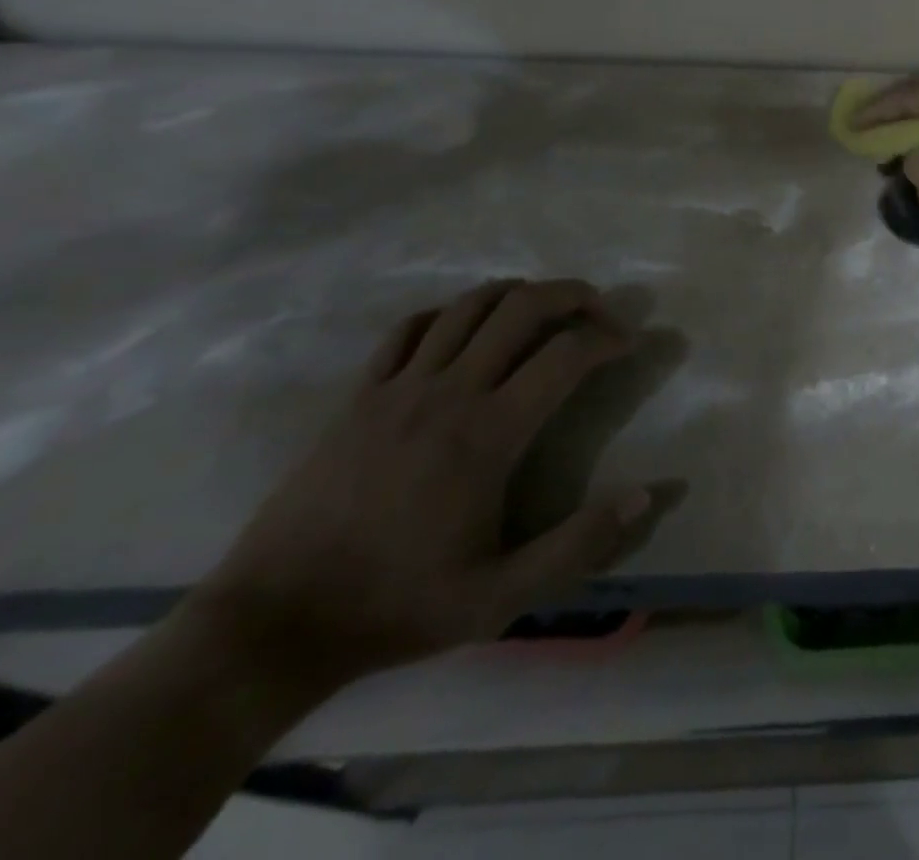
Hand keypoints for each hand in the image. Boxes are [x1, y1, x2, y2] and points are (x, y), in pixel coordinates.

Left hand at [190, 280, 656, 688]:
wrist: (273, 625)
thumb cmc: (397, 606)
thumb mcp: (501, 597)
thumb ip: (579, 544)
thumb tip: (645, 496)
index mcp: (488, 435)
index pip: (566, 355)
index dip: (608, 338)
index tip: (628, 344)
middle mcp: (448, 394)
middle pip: (521, 307)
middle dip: (572, 295)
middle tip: (599, 309)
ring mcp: (398, 389)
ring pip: (468, 306)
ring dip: (517, 293)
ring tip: (544, 308)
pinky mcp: (359, 396)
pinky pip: (410, 329)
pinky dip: (450, 314)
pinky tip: (466, 330)